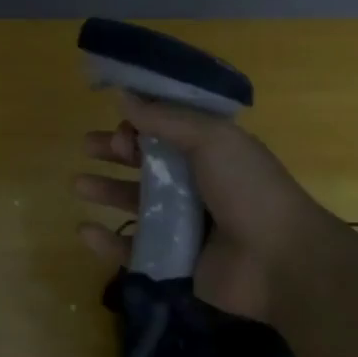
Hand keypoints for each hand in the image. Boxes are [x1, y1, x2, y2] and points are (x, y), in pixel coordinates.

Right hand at [75, 94, 333, 320]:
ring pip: (137, 202)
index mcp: (211, 150)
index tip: (120, 122)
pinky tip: (84, 231)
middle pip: (147, 163)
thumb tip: (124, 95)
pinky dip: (108, 242)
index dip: (141, 123)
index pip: (167, 129)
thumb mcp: (211, 139)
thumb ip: (165, 118)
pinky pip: (134, 249)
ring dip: (107, 190)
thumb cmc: (248, 189)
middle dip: (116, 152)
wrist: (280, 261)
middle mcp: (198, 183)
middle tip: (88, 146)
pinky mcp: (176, 260)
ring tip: (77, 184)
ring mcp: (186, 224)